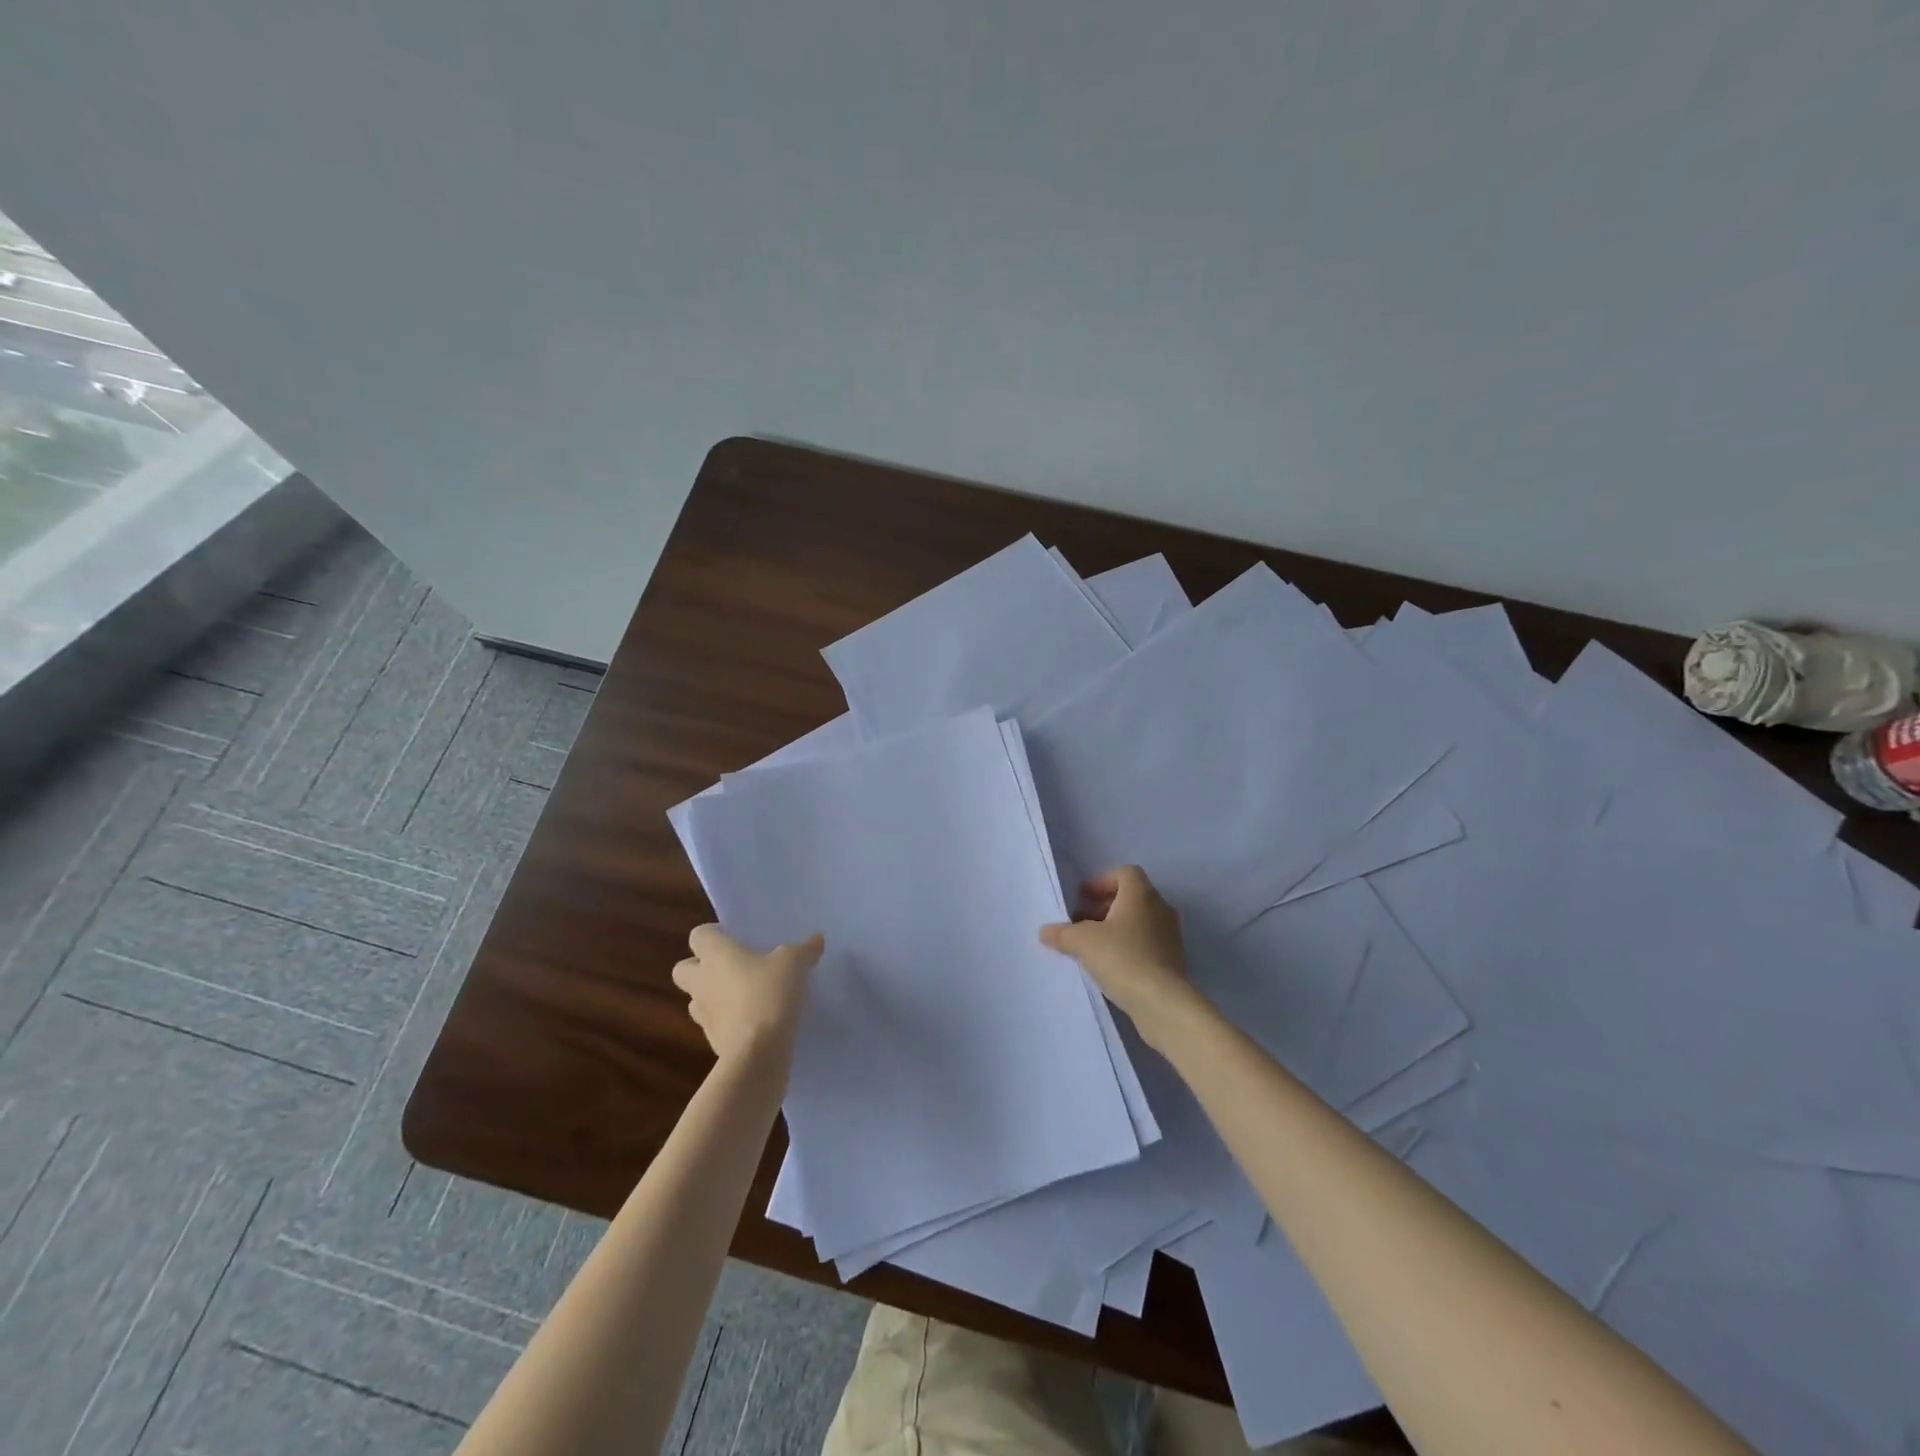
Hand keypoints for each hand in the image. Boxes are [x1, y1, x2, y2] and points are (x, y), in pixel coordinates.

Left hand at [672, 925, 821, 1068]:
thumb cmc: (770, 994)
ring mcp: (703, 1014)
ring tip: (744, 996)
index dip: (715, 935)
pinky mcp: (712, 1041)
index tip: (736, 939)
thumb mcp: (795, 963)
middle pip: (683, 968)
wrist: (758, 1053)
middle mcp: (702, 981)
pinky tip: (754, 1022)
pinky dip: (728, 1022)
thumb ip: (804, 949)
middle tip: (732, 967)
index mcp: (716, 954)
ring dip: (714, 996)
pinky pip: (715, 1024)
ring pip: (697, 999)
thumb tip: (816, 939)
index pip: (699, 935)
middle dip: (701, 967)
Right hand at [1039, 866, 1197, 1040]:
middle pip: (1131, 897)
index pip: (1125, 873)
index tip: (1082, 899)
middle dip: (1104, 907)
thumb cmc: (1122, 958)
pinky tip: (1110, 966)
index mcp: (1141, 895)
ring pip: (1139, 922)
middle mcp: (1160, 909)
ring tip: (1092, 947)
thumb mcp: (1082, 942)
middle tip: (1081, 923)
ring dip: (1115, 929)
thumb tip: (1045, 931)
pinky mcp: (1173, 961)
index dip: (1101, 882)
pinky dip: (1128, 948)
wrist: (1162, 1003)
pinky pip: (1146, 944)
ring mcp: (1170, 936)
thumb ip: (1062, 933)